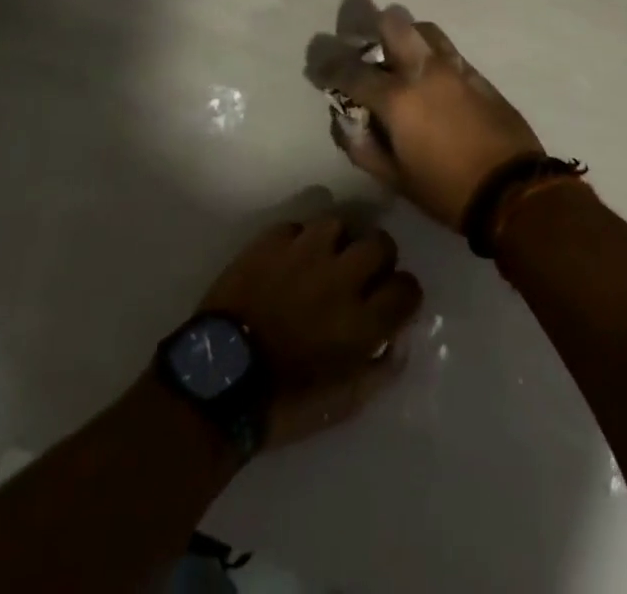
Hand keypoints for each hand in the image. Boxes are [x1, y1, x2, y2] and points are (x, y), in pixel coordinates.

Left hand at [198, 215, 422, 447]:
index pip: (407, 288)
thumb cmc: (283, 402)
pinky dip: (299, 241)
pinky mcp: (271, 240)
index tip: (392, 303)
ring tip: (325, 261)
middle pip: (380, 243)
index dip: (404, 295)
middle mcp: (340, 278)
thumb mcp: (343, 404)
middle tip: (361, 276)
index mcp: (362, 321)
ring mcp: (304, 253)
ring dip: (338, 242)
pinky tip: (291, 260)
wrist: (218, 380)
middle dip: (378, 258)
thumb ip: (380, 370)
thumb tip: (399, 340)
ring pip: (339, 224)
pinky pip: (298, 226)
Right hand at [305, 0, 543, 231]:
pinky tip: (427, 73)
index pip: (351, 70)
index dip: (328, 67)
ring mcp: (453, 66)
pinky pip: (446, 47)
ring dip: (403, 35)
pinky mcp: (476, 72)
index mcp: (397, 98)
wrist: (514, 190)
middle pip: (392, 22)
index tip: (319, 69)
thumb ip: (362, 146)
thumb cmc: (447, 190)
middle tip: (362, 45)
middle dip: (370, 27)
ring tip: (396, 56)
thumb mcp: (395, 179)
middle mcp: (423, 70)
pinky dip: (429, 50)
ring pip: (422, 27)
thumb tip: (343, 121)